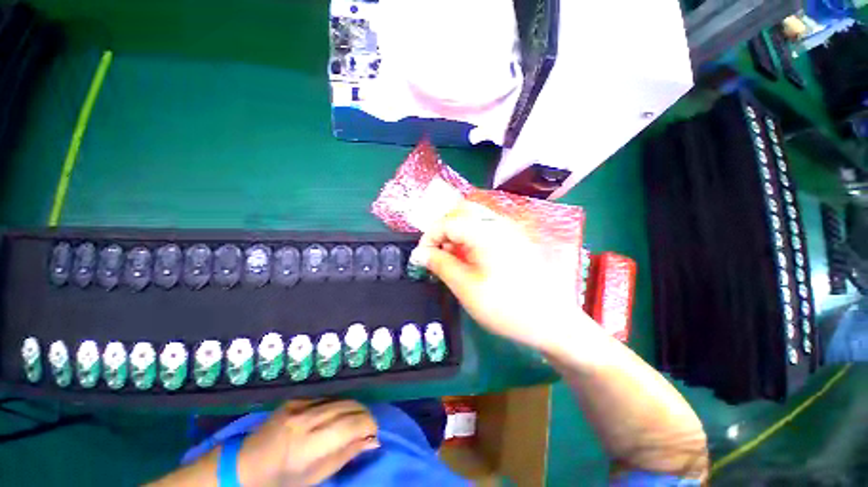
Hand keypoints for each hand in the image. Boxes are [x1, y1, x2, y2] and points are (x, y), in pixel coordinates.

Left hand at [237, 400, 378, 486]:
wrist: (243, 464)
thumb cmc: (280, 480)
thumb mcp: (314, 477)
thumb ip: (345, 455)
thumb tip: (373, 441)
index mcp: (308, 444)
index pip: (351, 425)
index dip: (369, 425)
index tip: (374, 434)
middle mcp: (306, 419)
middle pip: (349, 407)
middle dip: (364, 415)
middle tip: (367, 427)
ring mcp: (299, 405)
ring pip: (340, 399)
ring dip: (353, 408)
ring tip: (355, 421)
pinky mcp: (295, 398)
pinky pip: (325, 398)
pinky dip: (336, 406)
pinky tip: (334, 416)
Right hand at [411, 201, 587, 351]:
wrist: (551, 321)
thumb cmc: (505, 306)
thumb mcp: (466, 287)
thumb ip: (440, 265)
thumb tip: (419, 253)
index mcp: (486, 232)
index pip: (447, 221)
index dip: (429, 237)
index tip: (422, 257)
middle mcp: (498, 223)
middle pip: (461, 211)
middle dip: (442, 229)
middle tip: (436, 252)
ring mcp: (508, 229)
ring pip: (473, 218)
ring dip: (455, 232)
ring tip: (450, 257)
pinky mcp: (512, 239)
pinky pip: (485, 228)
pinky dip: (469, 237)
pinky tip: (468, 257)